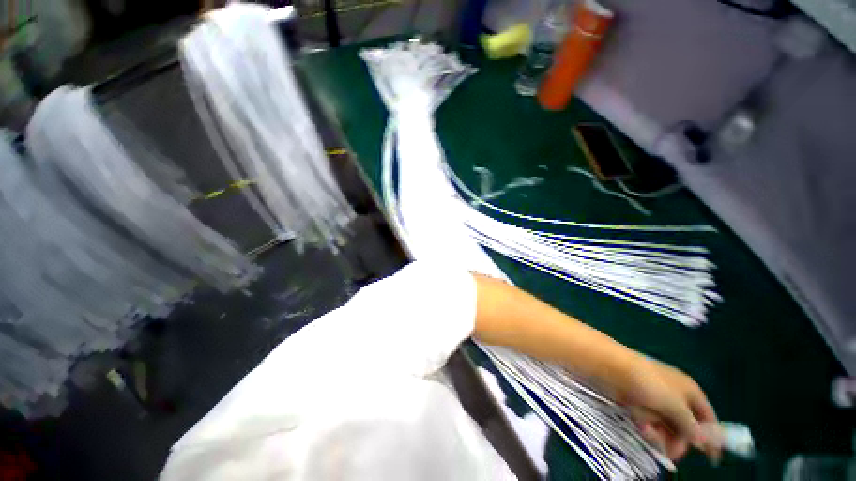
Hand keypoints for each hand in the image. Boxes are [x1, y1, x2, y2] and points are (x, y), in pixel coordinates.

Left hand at [610, 356, 720, 461]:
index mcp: (690, 391)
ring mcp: (656, 400)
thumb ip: (691, 425)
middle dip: (678, 440)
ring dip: (660, 435)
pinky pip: (650, 422)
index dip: (711, 437)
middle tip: (671, 452)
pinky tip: (639, 423)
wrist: (610, 366)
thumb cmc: (647, 382)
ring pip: (666, 428)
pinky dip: (647, 426)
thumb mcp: (674, 404)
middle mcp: (676, 396)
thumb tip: (706, 441)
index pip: (708, 417)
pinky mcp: (639, 403)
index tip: (711, 459)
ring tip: (647, 429)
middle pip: (686, 427)